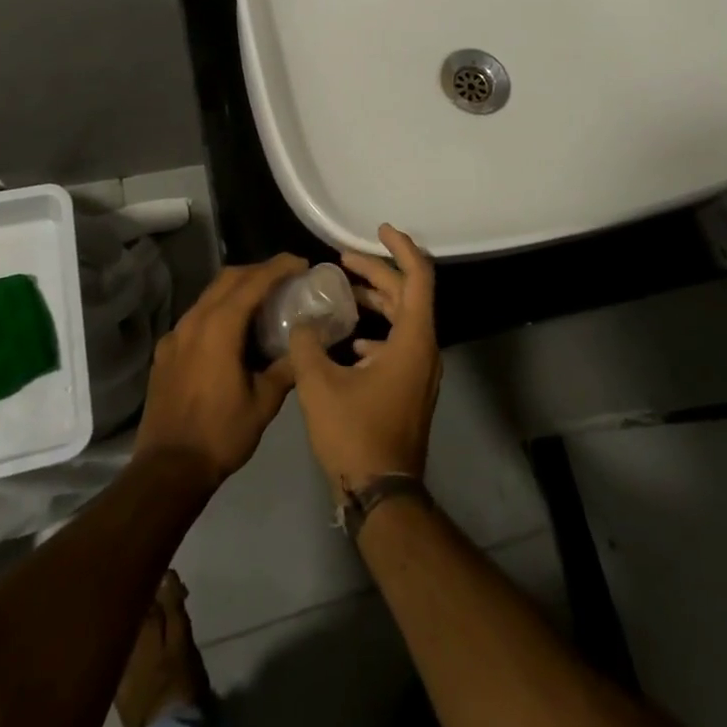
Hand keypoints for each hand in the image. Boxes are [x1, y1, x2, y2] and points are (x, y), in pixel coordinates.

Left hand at [135, 254, 307, 491]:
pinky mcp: (165, 351)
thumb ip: (285, 368)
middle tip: (285, 278)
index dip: (279, 267)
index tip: (301, 263)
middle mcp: (194, 321)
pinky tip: (231, 333)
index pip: (253, 281)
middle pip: (228, 278)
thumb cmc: (221, 434)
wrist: (168, 469)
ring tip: (262, 302)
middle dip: (258, 271)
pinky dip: (218, 311)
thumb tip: (305, 346)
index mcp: (220, 327)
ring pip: (209, 295)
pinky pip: (196, 317)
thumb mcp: (264, 403)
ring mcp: (175, 335)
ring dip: (237, 289)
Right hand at [287, 225, 440, 500]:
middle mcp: (424, 349)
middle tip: (342, 259)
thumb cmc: (356, 435)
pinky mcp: (410, 388)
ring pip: (403, 319)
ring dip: (376, 300)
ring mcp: (420, 371)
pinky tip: (348, 340)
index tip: (378, 229)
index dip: (400, 247)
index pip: (418, 276)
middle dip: (376, 272)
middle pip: (407, 294)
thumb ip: (306, 343)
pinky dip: (376, 331)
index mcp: (414, 339)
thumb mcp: (319, 385)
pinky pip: (398, 344)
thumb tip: (302, 320)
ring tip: (342, 291)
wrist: (383, 496)